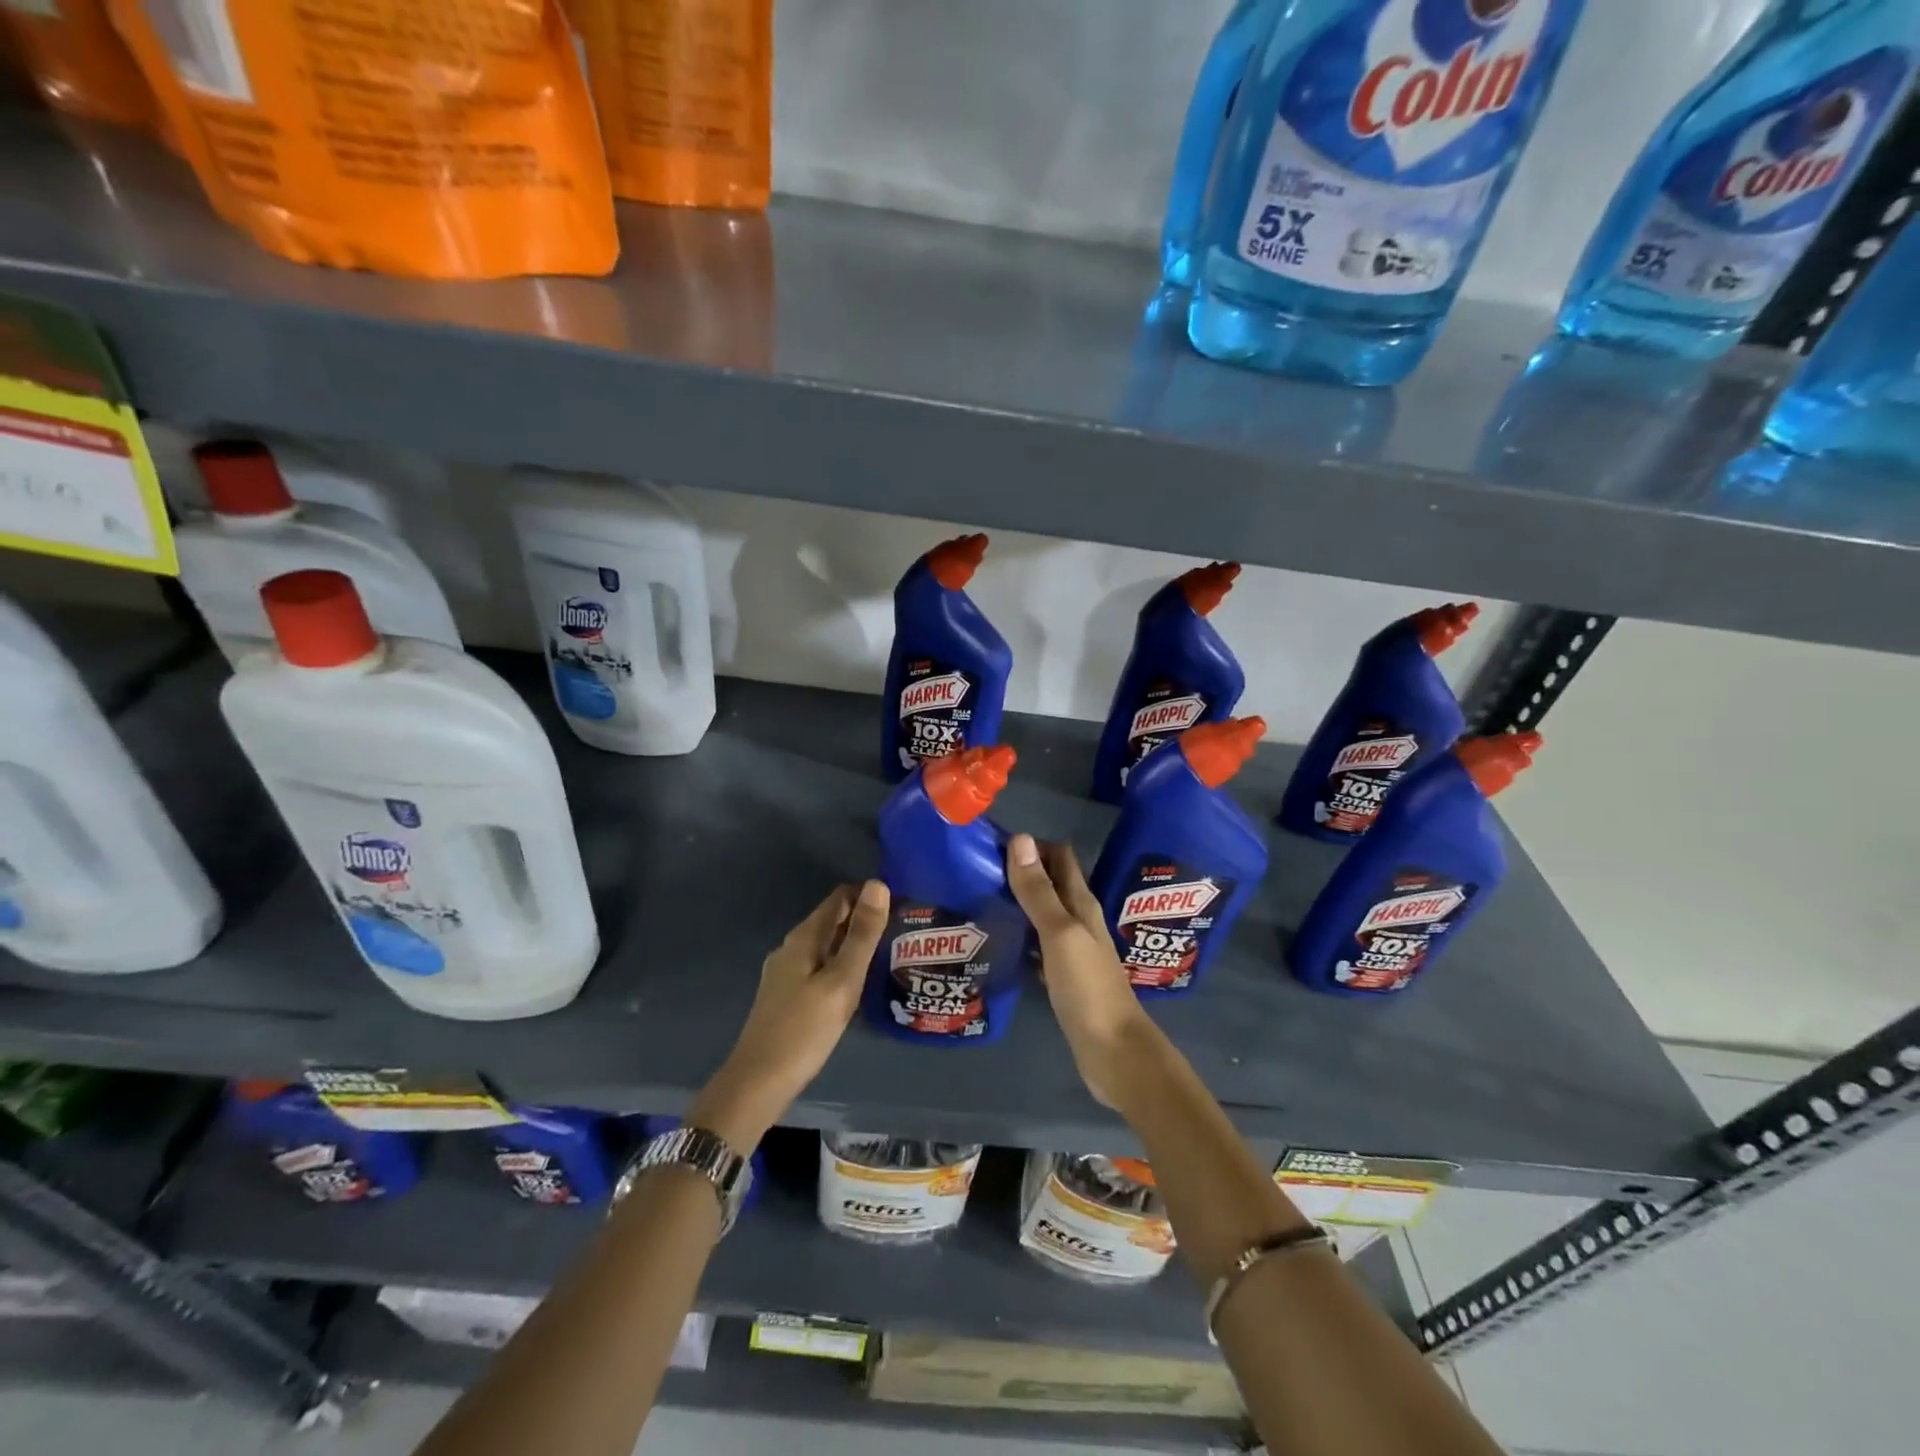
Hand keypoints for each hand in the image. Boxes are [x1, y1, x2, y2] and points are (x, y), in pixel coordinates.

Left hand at [689, 880, 890, 1150]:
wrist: (757, 1084)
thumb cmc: (804, 1030)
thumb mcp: (842, 981)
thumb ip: (862, 934)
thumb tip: (878, 883)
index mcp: (804, 938)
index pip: (840, 897)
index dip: (870, 895)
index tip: (902, 904)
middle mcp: (792, 947)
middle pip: (833, 920)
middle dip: (865, 919)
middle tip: (902, 930)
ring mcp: (786, 973)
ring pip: (827, 945)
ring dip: (855, 944)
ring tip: (889, 954)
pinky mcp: (787, 995)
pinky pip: (820, 967)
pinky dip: (842, 965)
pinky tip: (859, 984)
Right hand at [1004, 834, 1157, 1110]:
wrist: (1113, 1052)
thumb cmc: (1088, 988)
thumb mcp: (1059, 934)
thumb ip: (1038, 891)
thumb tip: (1020, 839)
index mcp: (1081, 904)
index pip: (1059, 857)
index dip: (1030, 845)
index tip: (992, 844)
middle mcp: (1079, 920)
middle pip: (1050, 883)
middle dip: (1020, 871)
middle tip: (977, 871)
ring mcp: (1072, 950)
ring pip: (1043, 914)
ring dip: (1018, 903)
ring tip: (979, 900)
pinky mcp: (1064, 976)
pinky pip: (1038, 945)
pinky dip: (1020, 935)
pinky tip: (998, 941)